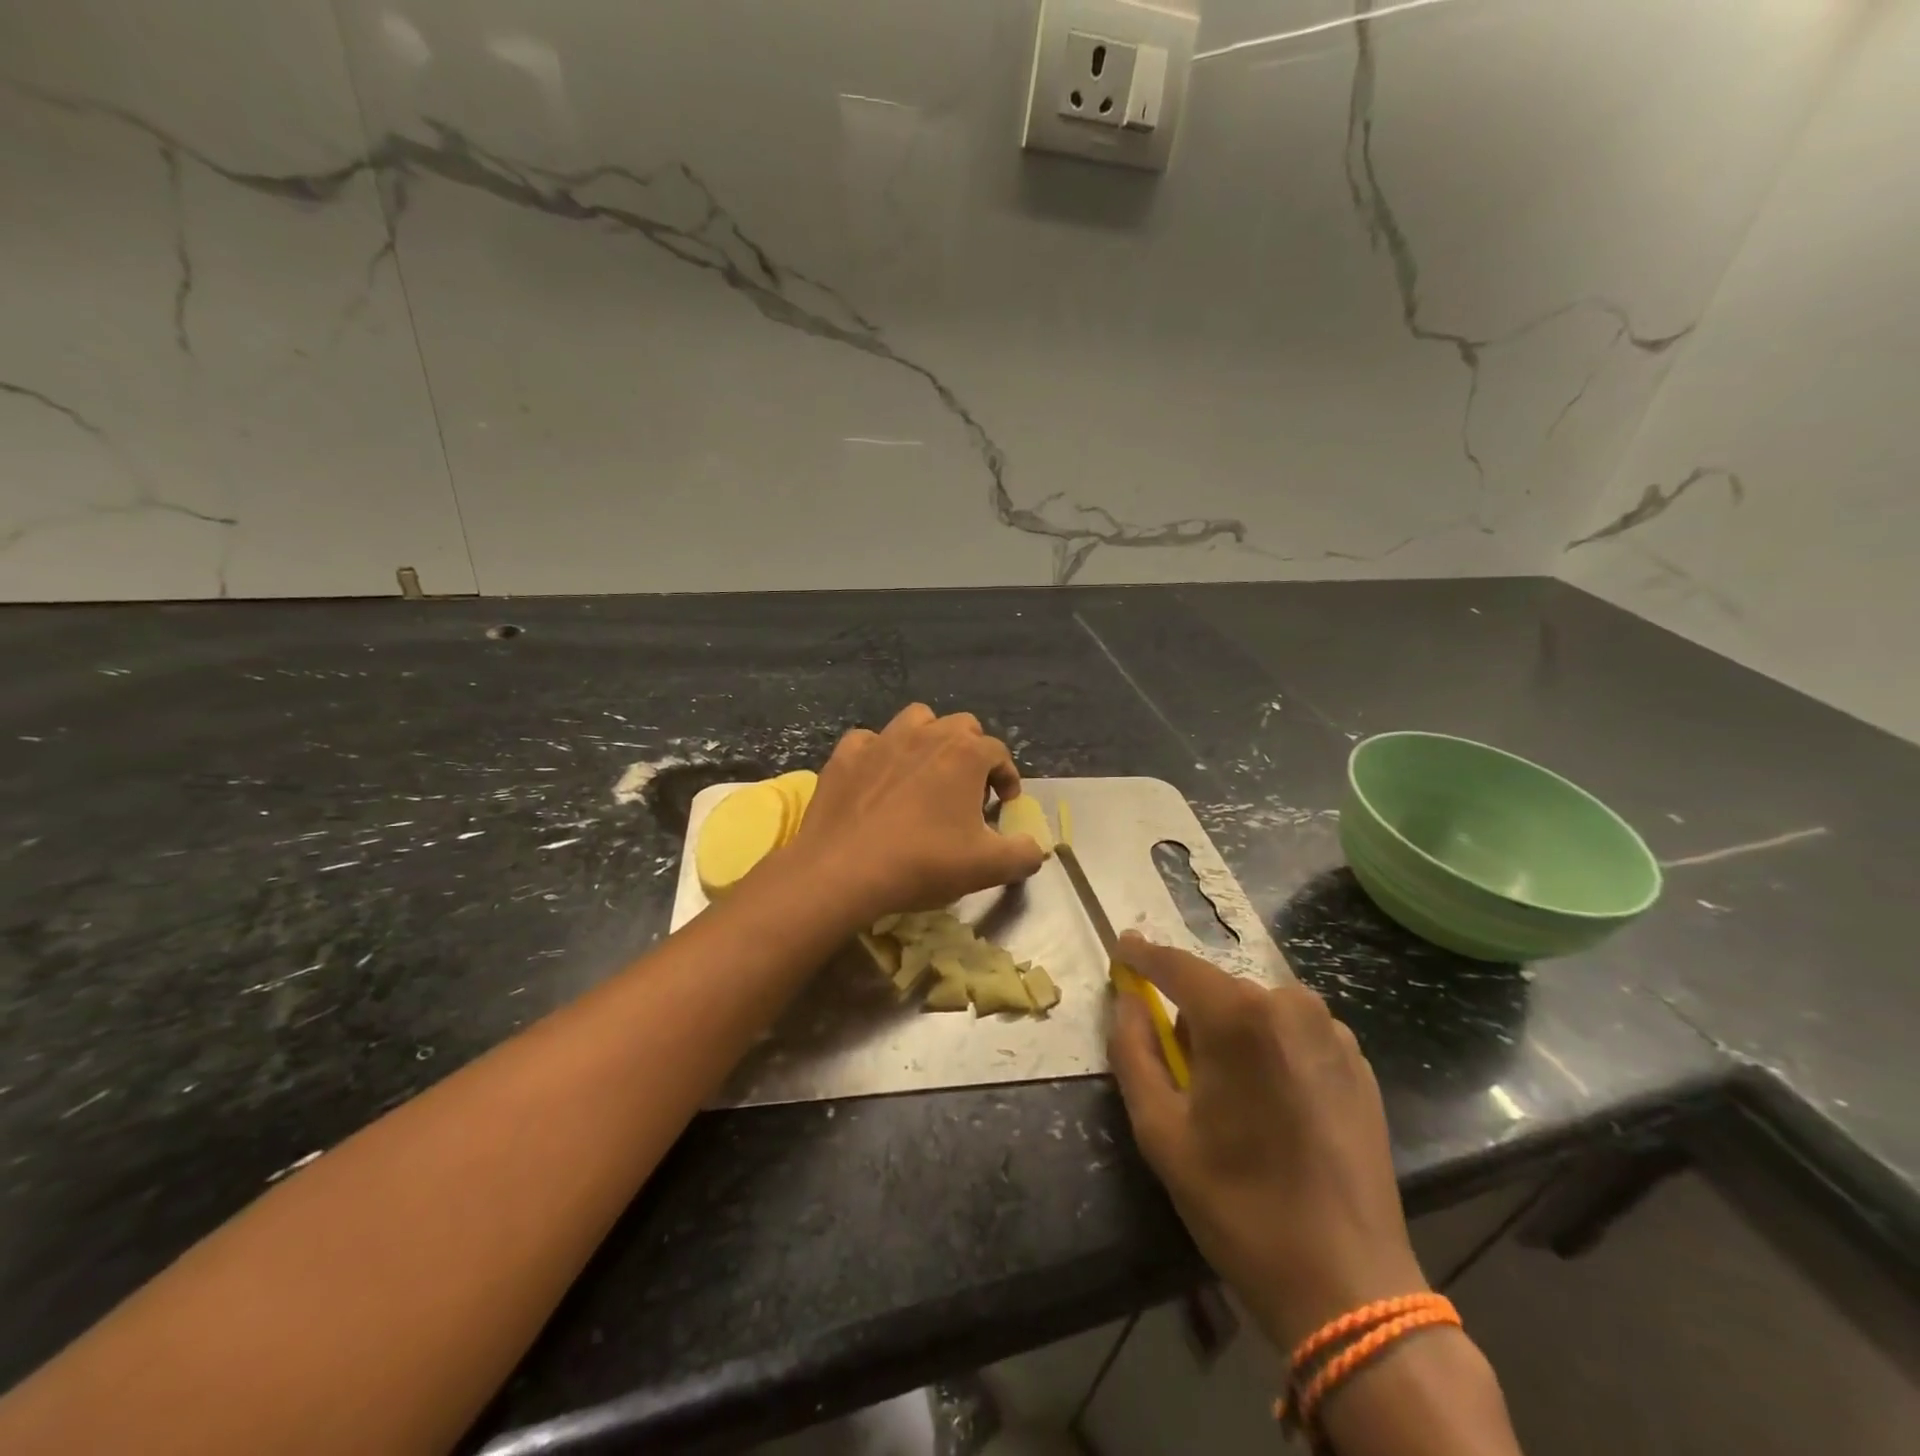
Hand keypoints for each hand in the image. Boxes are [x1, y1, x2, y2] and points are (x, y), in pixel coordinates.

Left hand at [788, 704, 1046, 924]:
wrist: (843, 871)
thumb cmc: (922, 863)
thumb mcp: (988, 868)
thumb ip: (1023, 854)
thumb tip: (1035, 850)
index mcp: (965, 754)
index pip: (998, 752)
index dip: (1007, 776)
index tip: (1004, 803)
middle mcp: (926, 735)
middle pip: (961, 727)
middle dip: (971, 752)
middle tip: (968, 789)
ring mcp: (882, 740)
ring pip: (916, 720)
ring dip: (928, 739)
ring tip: (926, 773)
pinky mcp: (846, 755)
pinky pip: (869, 741)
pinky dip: (879, 754)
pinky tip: (878, 779)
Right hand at [1108, 933, 1427, 1350]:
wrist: (1348, 1283)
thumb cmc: (1239, 1204)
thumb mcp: (1159, 1131)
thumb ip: (1133, 1050)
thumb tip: (1128, 1000)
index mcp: (1238, 1017)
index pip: (1176, 965)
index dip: (1142, 954)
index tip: (1121, 947)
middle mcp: (1290, 1006)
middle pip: (1217, 991)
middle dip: (1191, 1015)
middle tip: (1180, 1071)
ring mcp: (1332, 1032)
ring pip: (1257, 1010)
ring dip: (1232, 1034)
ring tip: (1230, 1096)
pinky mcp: (1358, 1062)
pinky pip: (1294, 1033)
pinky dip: (1271, 1050)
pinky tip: (1274, 1104)